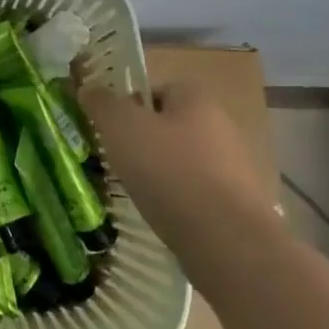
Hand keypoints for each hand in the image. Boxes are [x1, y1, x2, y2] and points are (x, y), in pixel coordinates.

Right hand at [79, 81, 276, 239]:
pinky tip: (164, 215)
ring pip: (183, 161)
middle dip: (143, 142)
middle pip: (169, 126)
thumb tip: (89, 87)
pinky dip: (179, 201)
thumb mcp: (121, 127)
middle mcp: (221, 126)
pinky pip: (197, 193)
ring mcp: (234, 167)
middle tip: (119, 161)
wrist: (227, 241)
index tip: (111, 131)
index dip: (129, 107)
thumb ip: (102, 103)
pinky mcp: (239, 205)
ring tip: (139, 192)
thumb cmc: (169, 171)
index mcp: (196, 99)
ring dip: (161, 173)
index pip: (155, 90)